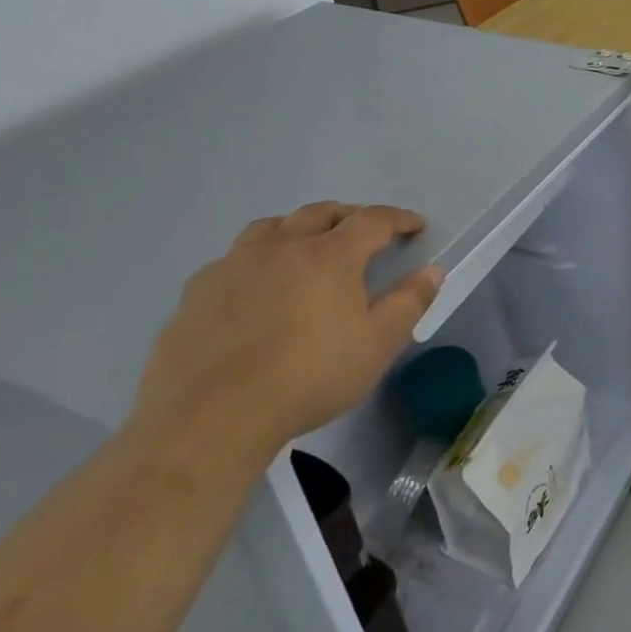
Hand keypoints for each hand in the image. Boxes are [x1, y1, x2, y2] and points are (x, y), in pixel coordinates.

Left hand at [133, 202, 442, 465]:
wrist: (210, 418)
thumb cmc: (308, 378)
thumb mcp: (377, 345)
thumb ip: (409, 302)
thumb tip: (433, 271)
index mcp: (330, 255)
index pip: (373, 220)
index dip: (399, 219)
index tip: (416, 226)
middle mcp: (282, 246)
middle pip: (321, 212)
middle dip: (350, 215)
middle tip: (365, 231)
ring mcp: (234, 265)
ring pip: (272, 227)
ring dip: (299, 227)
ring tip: (308, 246)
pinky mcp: (197, 291)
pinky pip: (233, 258)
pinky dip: (257, 258)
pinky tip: (256, 285)